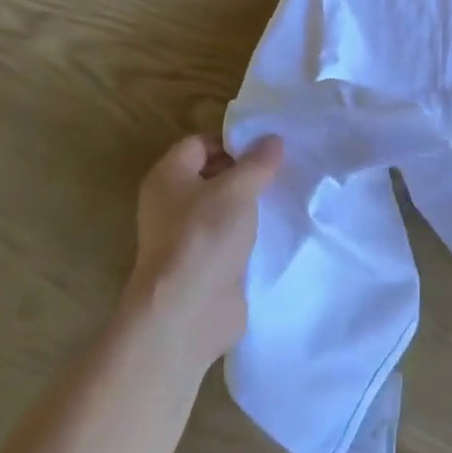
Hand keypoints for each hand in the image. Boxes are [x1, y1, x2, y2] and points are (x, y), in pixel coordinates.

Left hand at [125, 133, 283, 370]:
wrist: (187, 313)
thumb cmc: (205, 237)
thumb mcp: (237, 189)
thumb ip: (257, 162)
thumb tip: (272, 139)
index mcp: (168, 177)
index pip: (199, 143)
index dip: (231, 140)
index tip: (267, 146)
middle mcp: (170, 204)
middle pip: (210, 174)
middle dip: (245, 170)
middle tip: (281, 168)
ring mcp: (185, 237)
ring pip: (222, 208)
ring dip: (249, 203)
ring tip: (283, 195)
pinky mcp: (202, 265)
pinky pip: (228, 237)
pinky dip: (249, 232)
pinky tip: (276, 229)